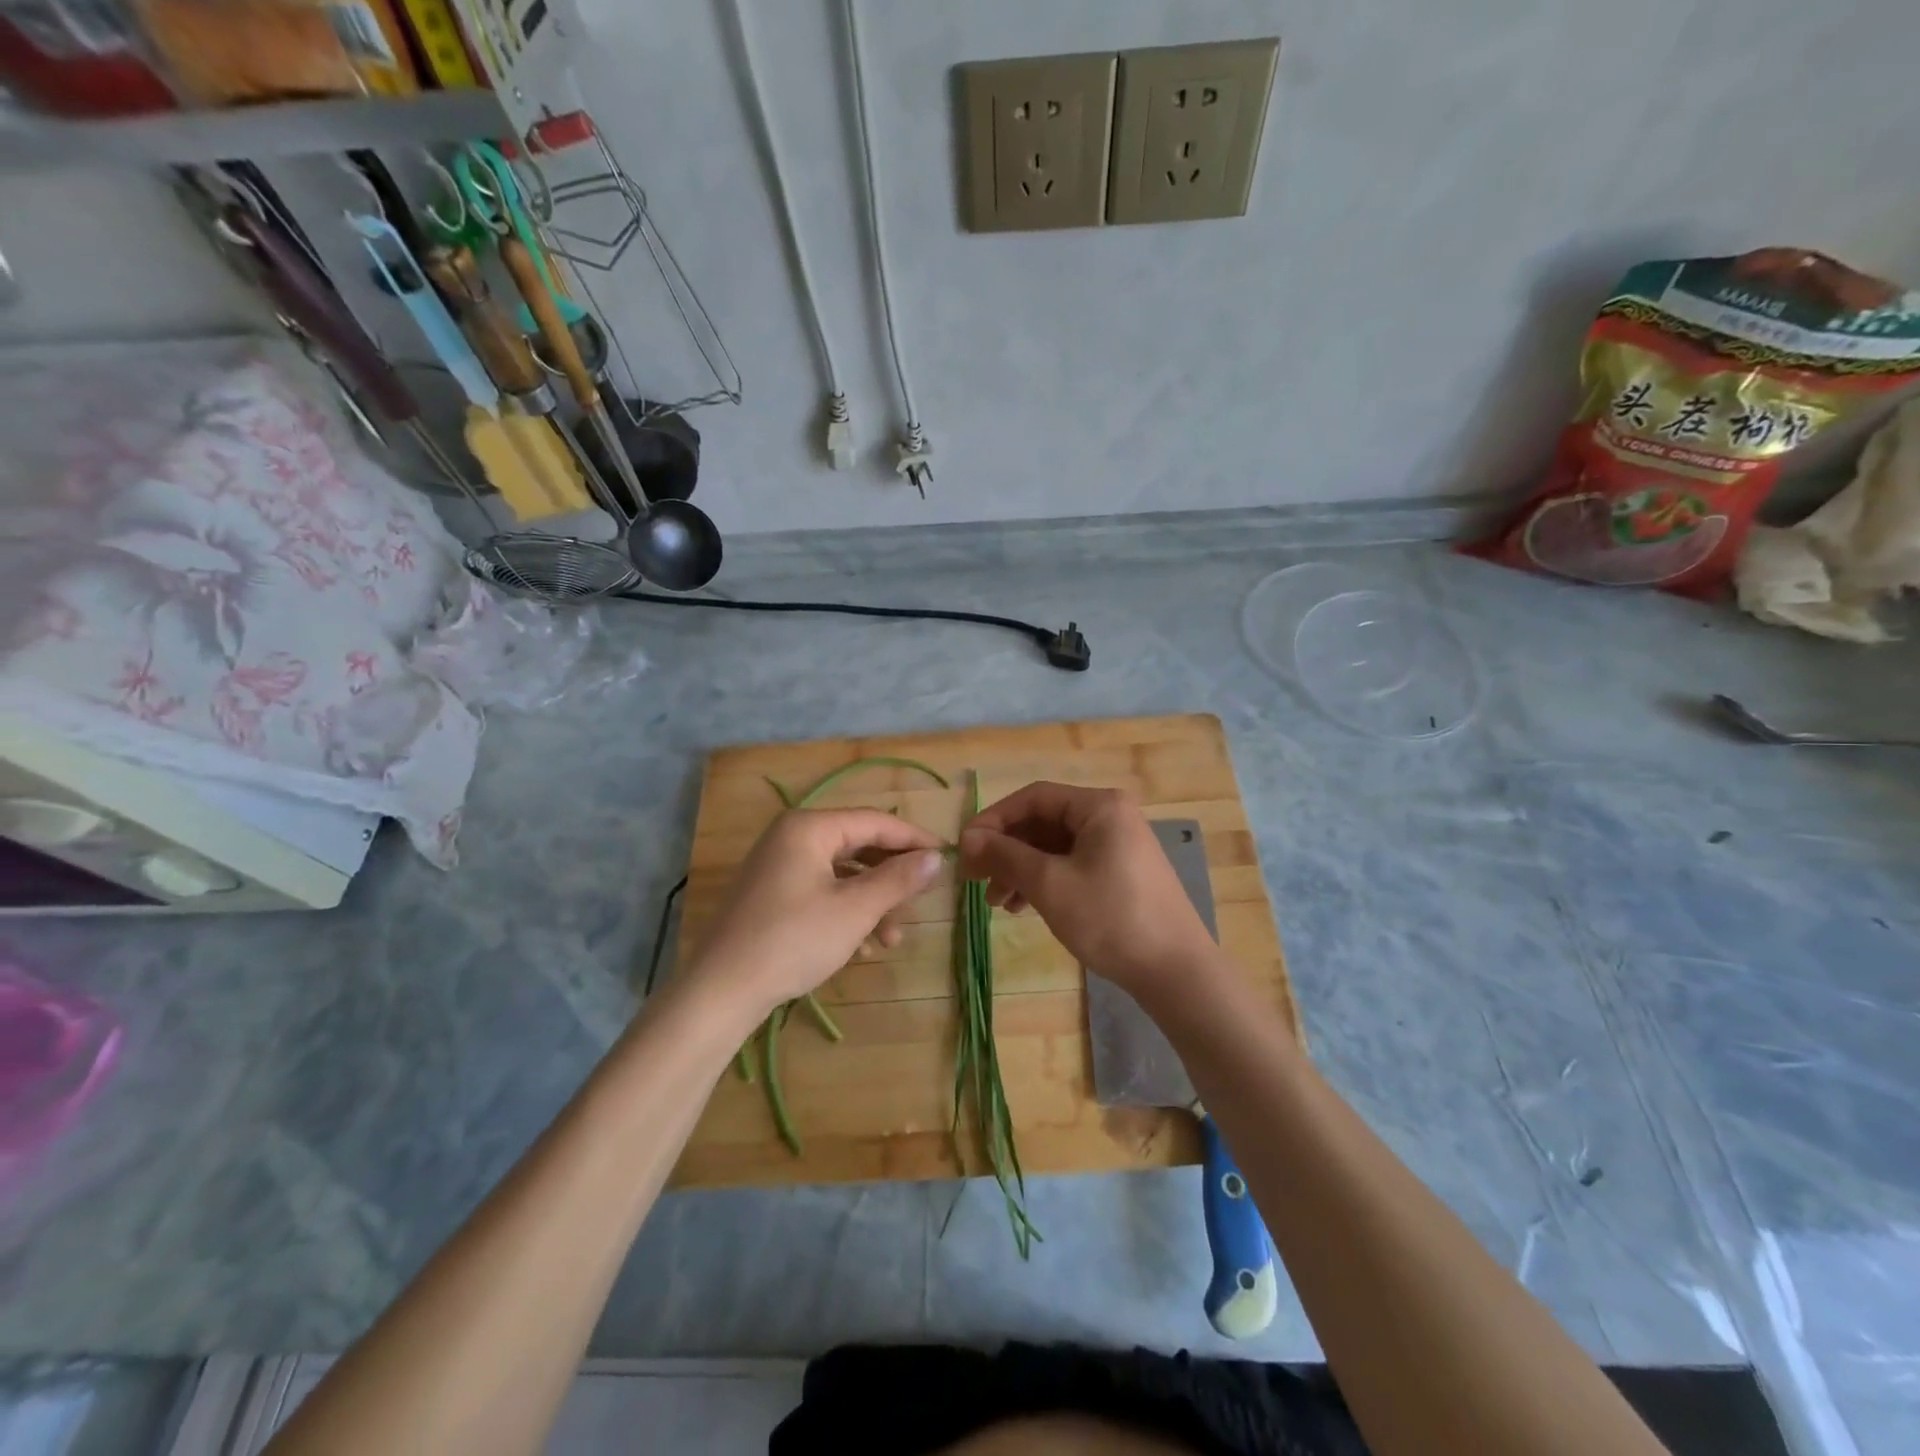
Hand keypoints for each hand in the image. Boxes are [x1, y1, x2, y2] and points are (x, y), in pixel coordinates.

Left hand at [688, 809, 944, 1019]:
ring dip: (872, 902)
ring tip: (891, 939)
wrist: (721, 991)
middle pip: (858, 845)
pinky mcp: (772, 894)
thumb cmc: (793, 940)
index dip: (914, 839)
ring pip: (842, 873)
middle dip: (891, 877)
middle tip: (921, 901)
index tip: (947, 857)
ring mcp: (779, 866)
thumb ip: (898, 879)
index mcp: (810, 827)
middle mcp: (792, 837)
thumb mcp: (855, 909)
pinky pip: (822, 891)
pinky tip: (862, 947)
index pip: (875, 821)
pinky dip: (846, 912)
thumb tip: (936, 857)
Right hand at [959, 783, 1220, 998]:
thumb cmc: (1110, 918)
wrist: (1176, 971)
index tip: (964, 849)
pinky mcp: (1121, 872)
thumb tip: (967, 838)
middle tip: (974, 879)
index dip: (993, 820)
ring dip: (1021, 869)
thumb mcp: (1049, 884)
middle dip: (1006, 850)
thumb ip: (1005, 855)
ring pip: (1054, 847)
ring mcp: (1118, 845)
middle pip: (1043, 822)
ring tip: (996, 903)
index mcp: (1098, 806)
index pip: (1032, 798)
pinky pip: (1071, 864)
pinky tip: (1023, 907)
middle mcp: (1110, 816)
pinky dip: (1044, 881)